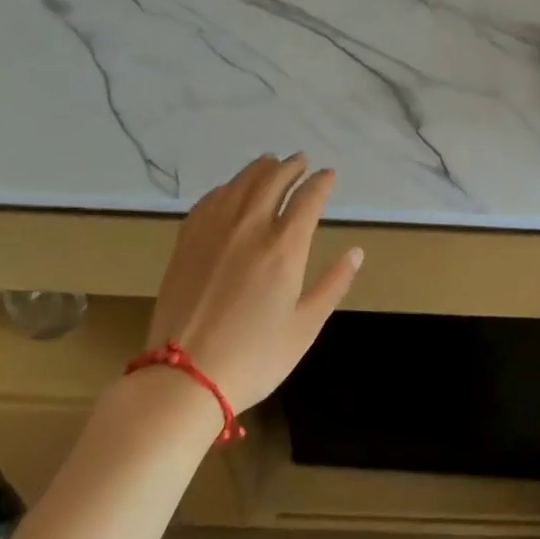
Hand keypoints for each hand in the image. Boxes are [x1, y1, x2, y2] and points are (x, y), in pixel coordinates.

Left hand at [146, 154, 362, 412]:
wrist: (183, 378)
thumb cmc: (253, 358)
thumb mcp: (305, 328)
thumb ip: (333, 285)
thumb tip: (356, 253)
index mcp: (284, 248)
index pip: (308, 198)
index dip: (321, 182)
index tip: (329, 174)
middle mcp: (250, 228)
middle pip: (272, 181)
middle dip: (291, 167)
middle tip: (301, 160)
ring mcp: (214, 232)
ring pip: (239, 185)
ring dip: (258, 169)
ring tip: (269, 162)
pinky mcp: (187, 243)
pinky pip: (209, 201)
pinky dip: (226, 188)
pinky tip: (229, 189)